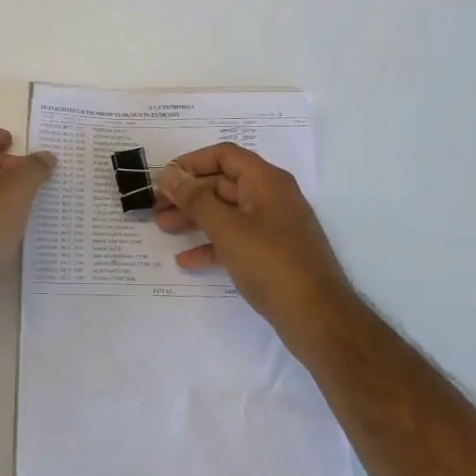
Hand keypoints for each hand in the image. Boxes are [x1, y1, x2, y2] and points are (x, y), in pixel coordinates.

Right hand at [155, 143, 354, 343]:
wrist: (319, 319)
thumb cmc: (272, 264)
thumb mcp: (227, 229)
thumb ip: (195, 199)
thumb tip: (170, 174)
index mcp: (266, 181)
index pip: (224, 155)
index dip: (192, 162)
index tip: (164, 179)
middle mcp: (271, 197)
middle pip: (223, 183)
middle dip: (188, 193)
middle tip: (156, 207)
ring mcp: (273, 226)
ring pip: (227, 212)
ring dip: (195, 218)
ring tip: (164, 228)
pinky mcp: (272, 254)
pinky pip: (236, 239)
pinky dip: (211, 245)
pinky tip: (187, 260)